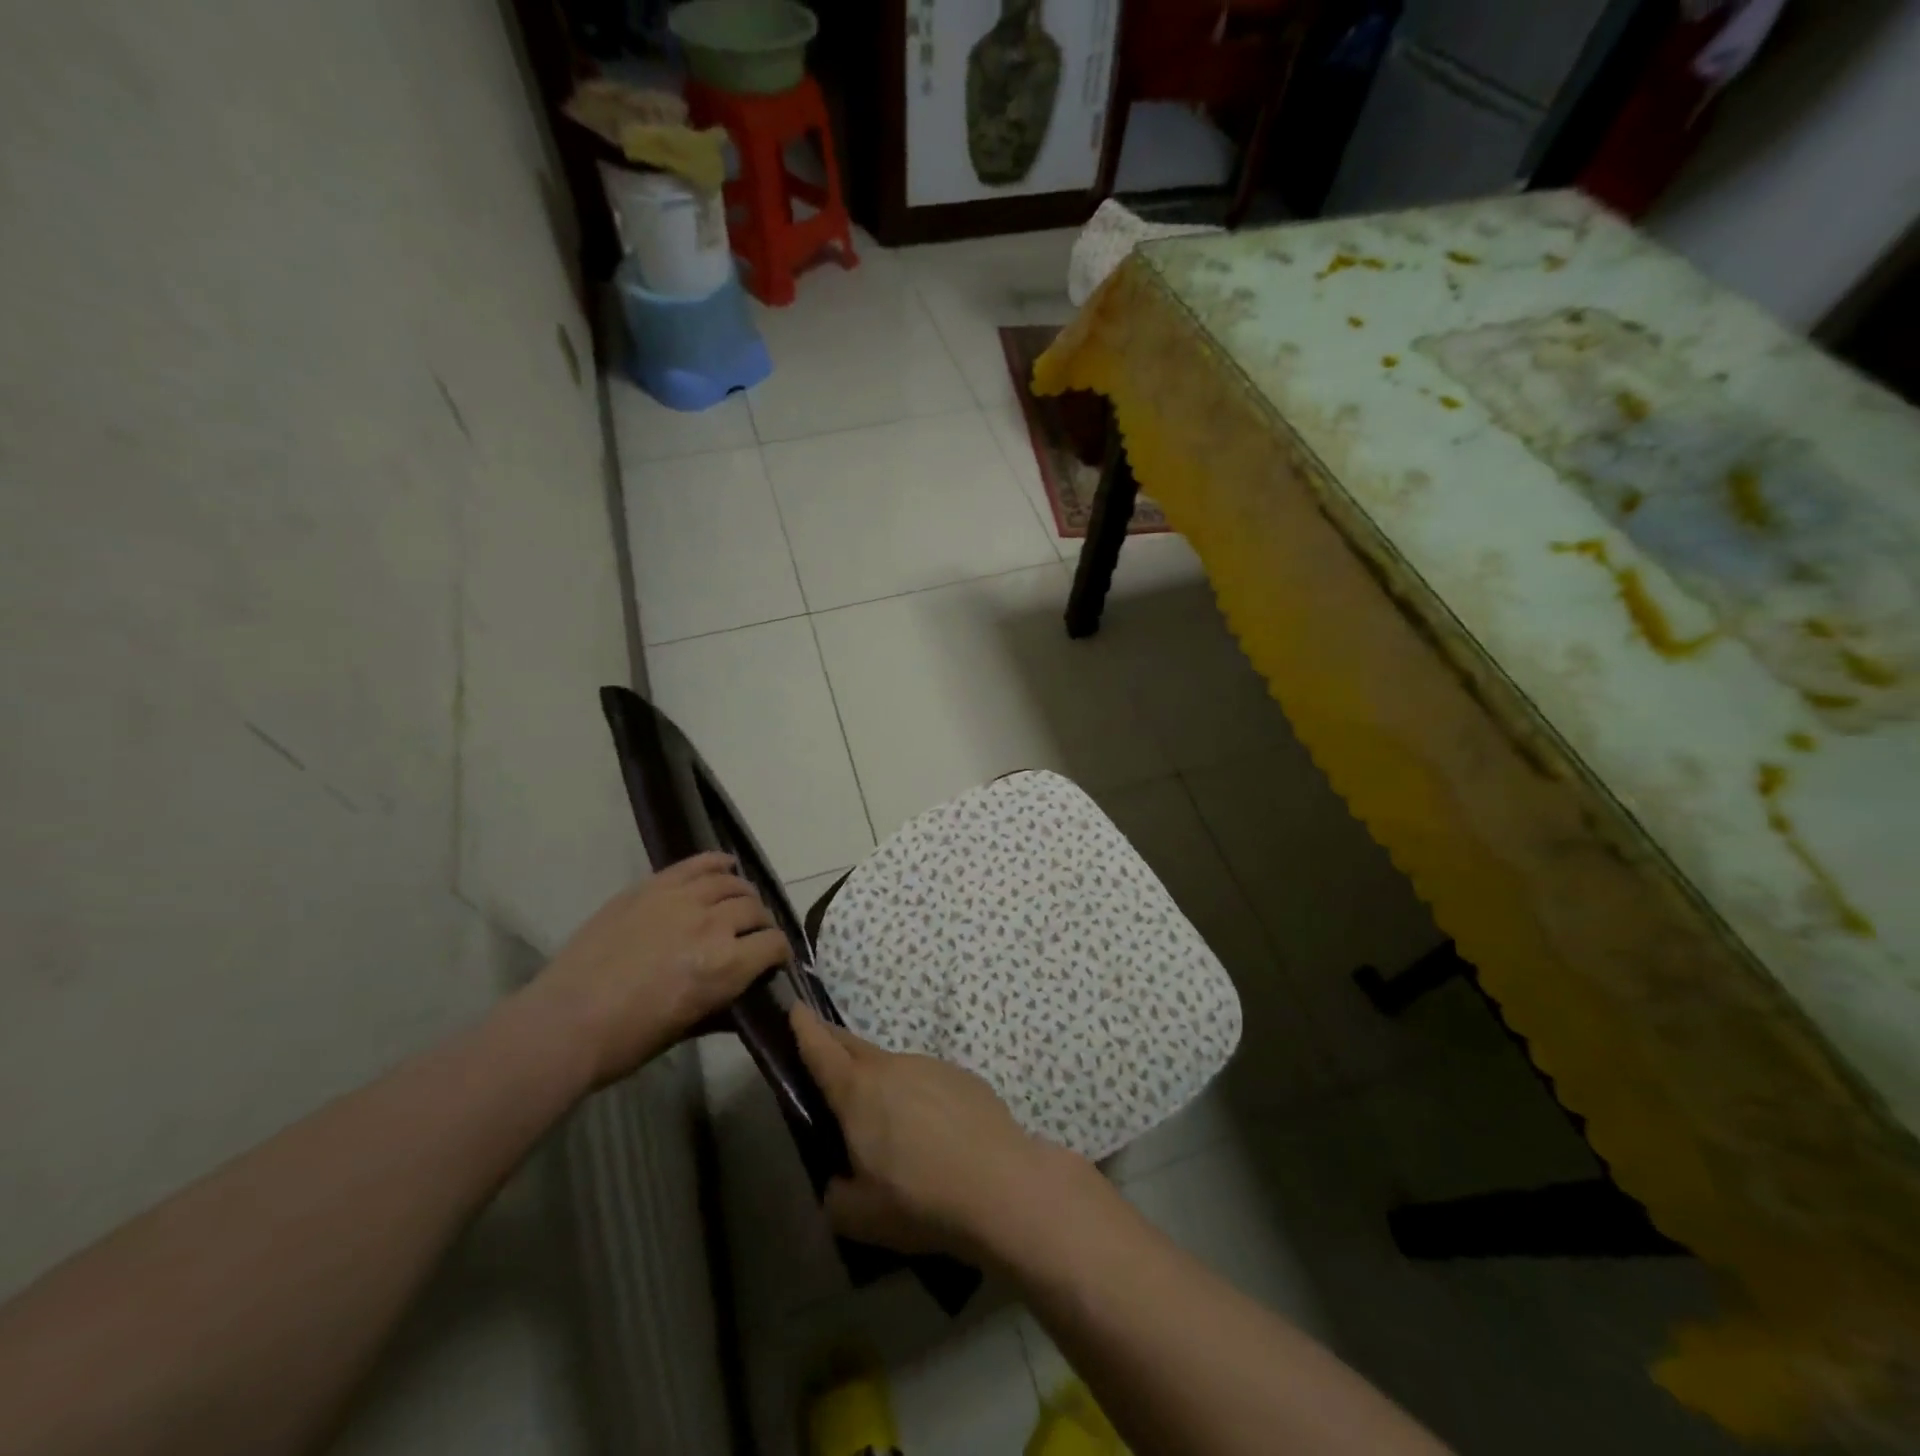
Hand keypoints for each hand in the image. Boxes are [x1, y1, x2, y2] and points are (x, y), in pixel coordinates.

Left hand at [531, 853, 789, 1084]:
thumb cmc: (629, 1039)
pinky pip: (696, 864)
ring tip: (738, 903)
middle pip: (754, 909)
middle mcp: (713, 924)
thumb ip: (724, 1004)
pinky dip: (716, 862)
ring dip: (742, 894)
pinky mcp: (653, 886)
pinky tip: (725, 866)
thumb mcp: (689, 1028)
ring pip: (730, 883)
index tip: (773, 961)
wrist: (566, 1022)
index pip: (774, 944)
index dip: (778, 953)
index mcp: (726, 965)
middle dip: (760, 923)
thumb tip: (746, 995)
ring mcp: (681, 899)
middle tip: (752, 935)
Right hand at [790, 1004, 1082, 1261]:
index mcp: (858, 1092)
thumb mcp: (860, 1217)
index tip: (795, 1007)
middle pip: (855, 1048)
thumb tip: (840, 1183)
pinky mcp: (964, 1078)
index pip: (821, 1050)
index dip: (804, 1028)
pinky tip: (933, 1135)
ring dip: (882, 1083)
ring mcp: (931, 1067)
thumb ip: (836, 1195)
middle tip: (824, 1049)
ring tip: (888, 1124)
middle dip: (836, 1044)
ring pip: (894, 1069)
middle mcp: (892, 1068)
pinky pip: (928, 1082)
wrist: (1001, 1186)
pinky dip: (919, 1098)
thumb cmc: (920, 1200)